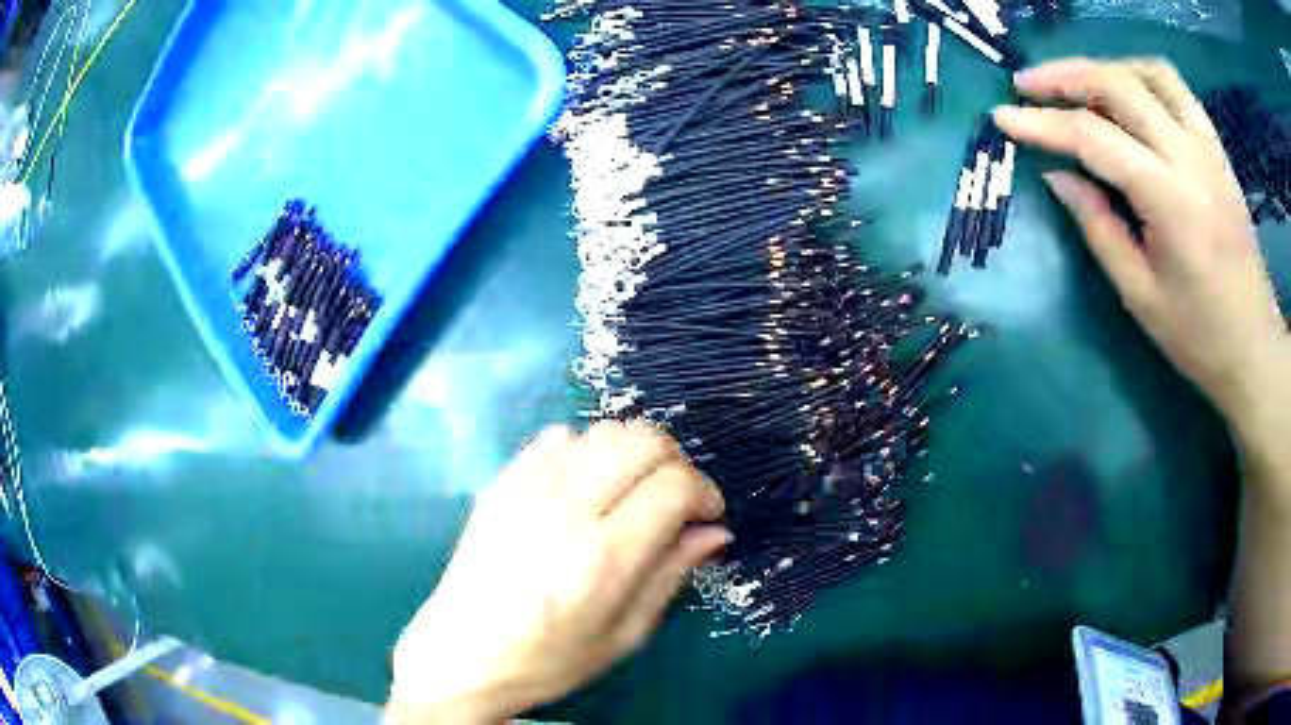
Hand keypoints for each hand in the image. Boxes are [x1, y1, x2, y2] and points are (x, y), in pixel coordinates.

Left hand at [388, 422, 729, 724]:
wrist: (464, 652)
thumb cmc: (550, 658)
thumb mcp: (624, 635)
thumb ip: (673, 575)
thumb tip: (716, 531)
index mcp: (602, 557)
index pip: (675, 484)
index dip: (705, 492)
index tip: (707, 515)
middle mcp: (566, 508)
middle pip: (644, 441)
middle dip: (676, 463)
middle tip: (676, 501)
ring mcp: (527, 487)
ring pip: (605, 431)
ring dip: (633, 454)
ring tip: (632, 494)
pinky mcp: (503, 481)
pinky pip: (560, 437)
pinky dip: (588, 451)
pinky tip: (585, 488)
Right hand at [992, 58, 1288, 434]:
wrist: (1254, 348)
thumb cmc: (1199, 337)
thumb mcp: (1140, 295)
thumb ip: (1098, 226)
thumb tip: (1057, 175)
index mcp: (1170, 201)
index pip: (1095, 138)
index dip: (1043, 124)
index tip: (1002, 117)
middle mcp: (1190, 158)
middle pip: (1118, 85)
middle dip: (1064, 76)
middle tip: (1027, 85)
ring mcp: (1208, 148)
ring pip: (1148, 72)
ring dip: (1104, 68)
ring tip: (1077, 83)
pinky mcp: (1217, 150)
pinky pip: (1176, 89)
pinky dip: (1142, 76)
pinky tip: (1126, 92)